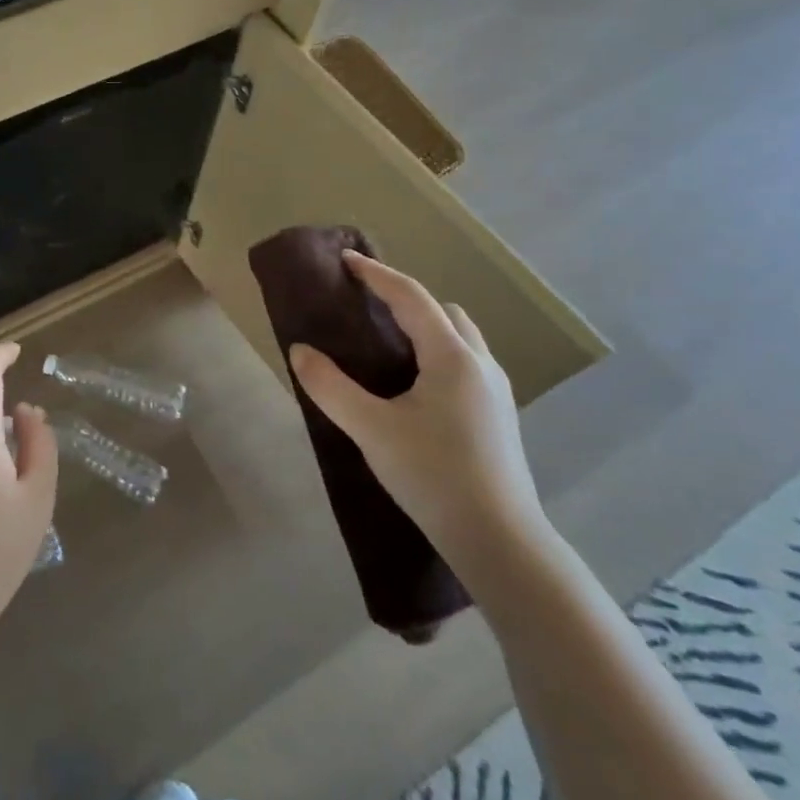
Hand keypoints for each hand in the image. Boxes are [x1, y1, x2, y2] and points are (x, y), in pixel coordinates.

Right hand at [287, 252, 545, 568]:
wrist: (499, 540)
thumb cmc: (434, 475)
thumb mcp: (372, 430)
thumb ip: (330, 387)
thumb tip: (299, 351)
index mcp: (452, 357)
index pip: (411, 297)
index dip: (376, 274)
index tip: (346, 259)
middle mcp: (480, 364)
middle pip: (444, 311)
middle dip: (406, 298)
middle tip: (367, 306)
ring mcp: (496, 391)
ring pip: (461, 337)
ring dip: (427, 326)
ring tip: (388, 344)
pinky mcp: (498, 416)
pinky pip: (465, 362)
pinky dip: (437, 352)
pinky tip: (414, 385)